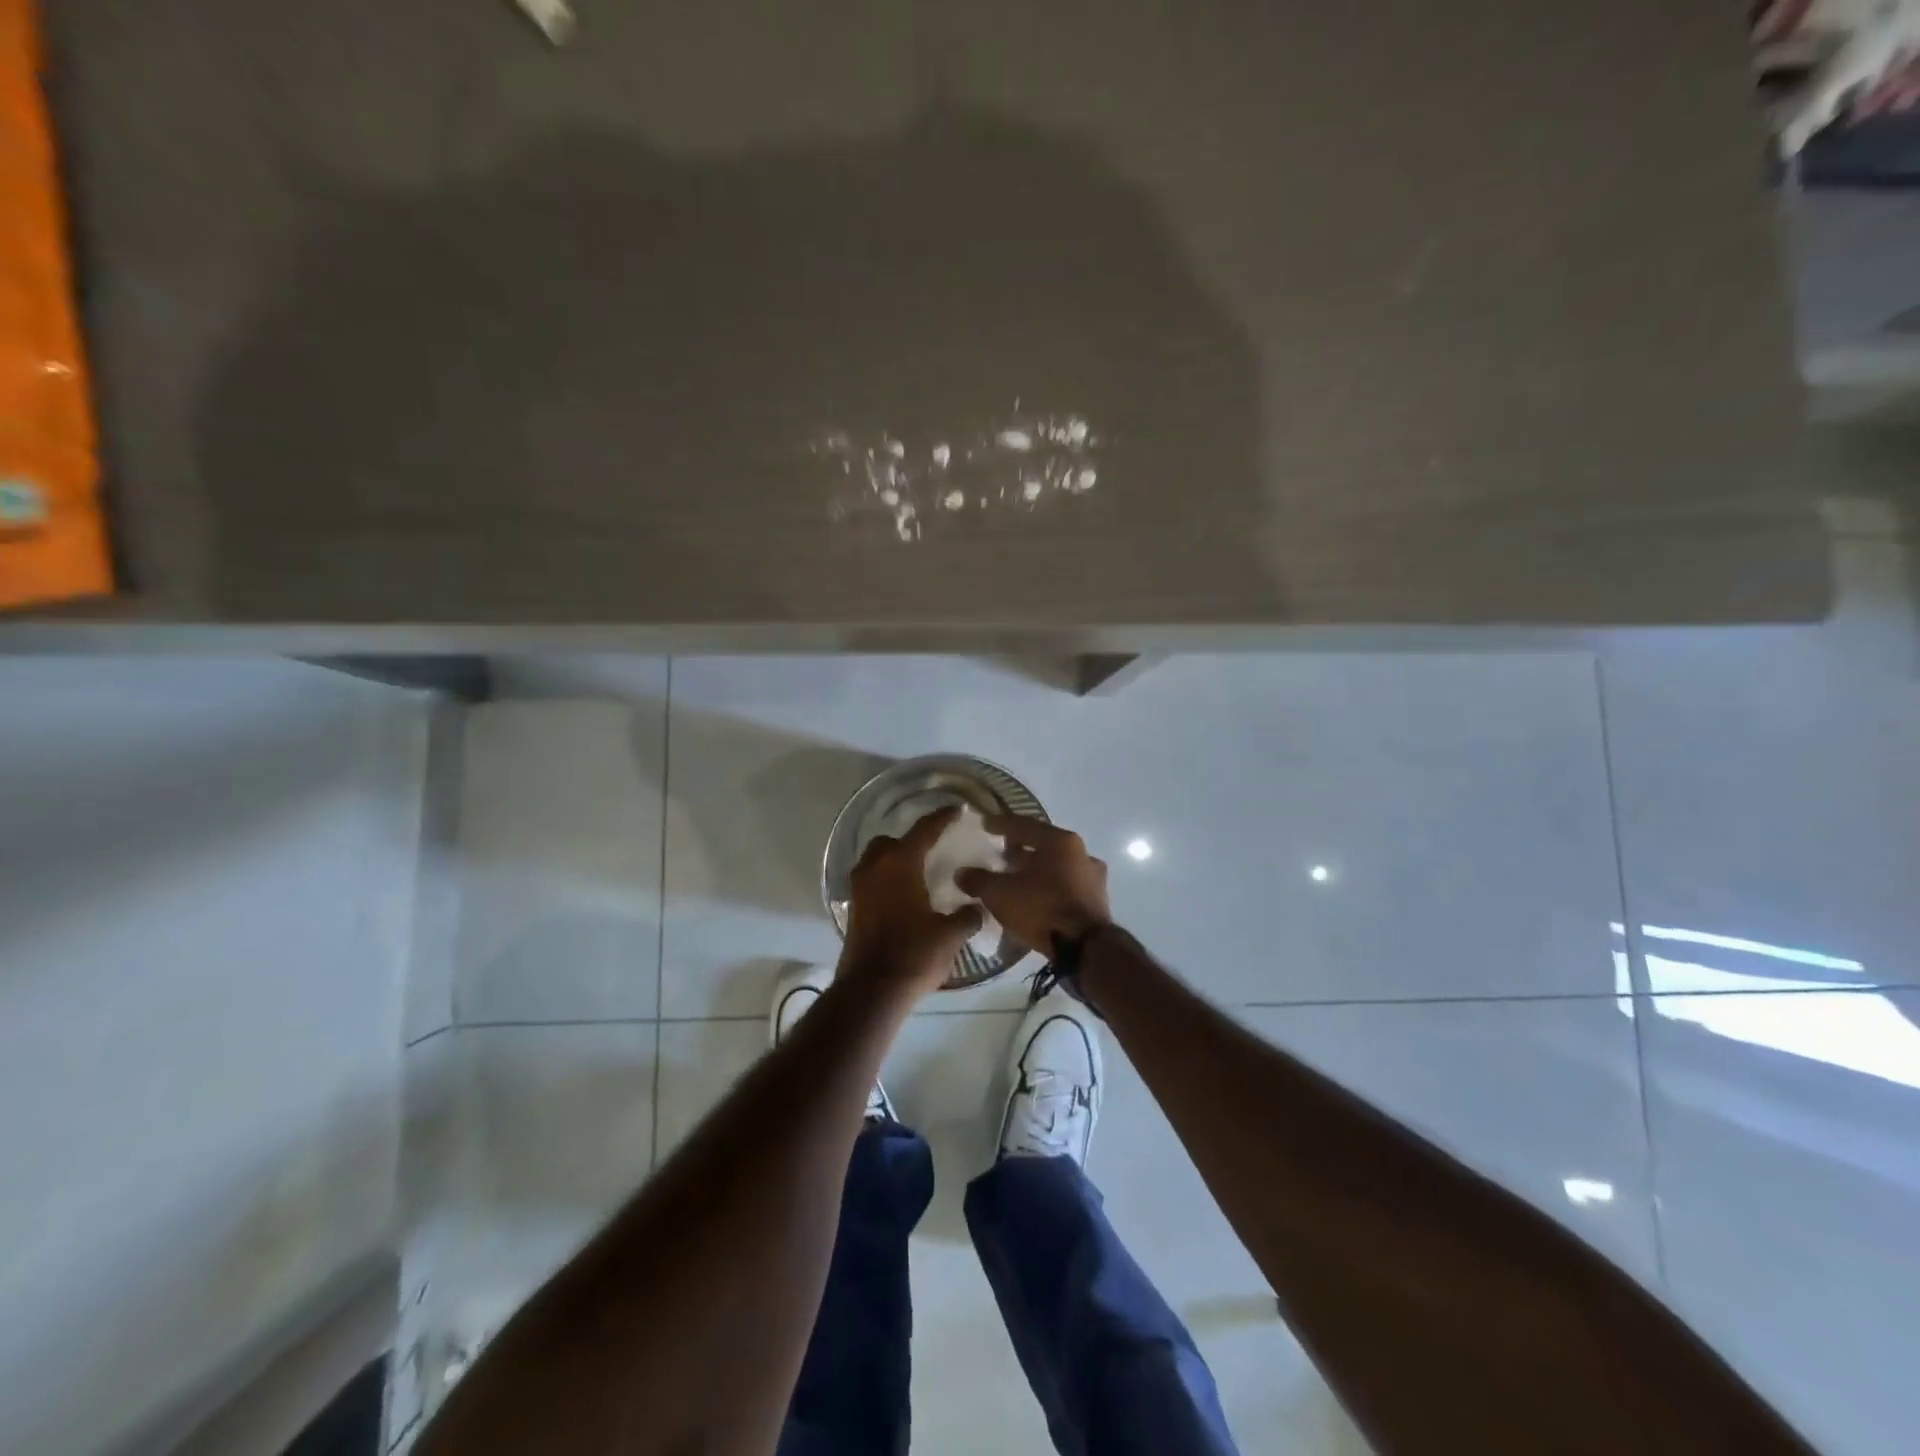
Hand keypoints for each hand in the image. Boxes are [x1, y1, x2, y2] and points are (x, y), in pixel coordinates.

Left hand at [839, 805, 982, 997]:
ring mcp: (859, 888)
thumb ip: (967, 916)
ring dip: (894, 863)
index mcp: (901, 863)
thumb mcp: (950, 935)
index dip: (942, 818)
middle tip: (932, 852)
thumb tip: (976, 908)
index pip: (924, 830)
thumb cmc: (914, 954)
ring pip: (876, 862)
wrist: (872, 990)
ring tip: (918, 876)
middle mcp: (875, 868)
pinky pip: (871, 883)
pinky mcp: (853, 909)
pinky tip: (904, 899)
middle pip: (891, 842)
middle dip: (910, 842)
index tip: (956, 810)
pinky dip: (886, 883)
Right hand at [956, 816, 1110, 952]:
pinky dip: (1048, 889)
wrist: (1085, 949)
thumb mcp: (1000, 893)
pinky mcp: (1097, 902)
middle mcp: (1082, 853)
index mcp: (1060, 841)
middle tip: (1000, 856)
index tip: (985, 824)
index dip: (1001, 824)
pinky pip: (1066, 888)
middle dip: (1020, 851)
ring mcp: (1093, 878)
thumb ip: (979, 880)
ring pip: (1057, 868)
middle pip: (1044, 846)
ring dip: (1036, 872)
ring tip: (1014, 881)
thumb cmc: (1042, 908)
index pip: (1025, 825)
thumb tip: (962, 873)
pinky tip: (1033, 901)